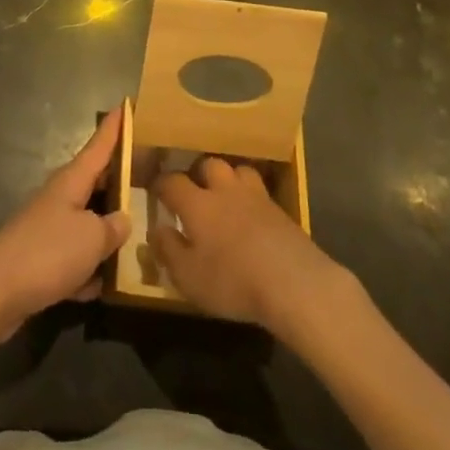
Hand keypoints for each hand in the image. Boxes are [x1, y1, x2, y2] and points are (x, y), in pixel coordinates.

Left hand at [0, 106, 132, 342]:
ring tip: (136, 239)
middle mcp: (59, 198)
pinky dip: (86, 269)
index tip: (125, 104)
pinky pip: (73, 257)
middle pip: (94, 182)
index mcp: (71, 181)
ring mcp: (47, 228)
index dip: (113, 128)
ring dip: (105, 232)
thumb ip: (113, 228)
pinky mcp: (40, 259)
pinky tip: (99, 287)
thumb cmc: (48, 253)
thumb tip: (121, 220)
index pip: (98, 146)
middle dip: (117, 180)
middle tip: (147, 174)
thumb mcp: (92, 238)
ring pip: (86, 222)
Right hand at [152, 158, 357, 335]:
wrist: (295, 284)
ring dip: (228, 179)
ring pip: (238, 171)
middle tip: (194, 191)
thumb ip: (168, 250)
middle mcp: (225, 191)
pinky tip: (251, 217)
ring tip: (225, 196)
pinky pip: (260, 193)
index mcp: (198, 204)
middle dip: (198, 174)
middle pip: (208, 165)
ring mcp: (257, 198)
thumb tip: (157, 229)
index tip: (154, 191)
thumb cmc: (233, 281)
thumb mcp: (188, 276)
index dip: (160, 184)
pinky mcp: (281, 212)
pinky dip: (251, 199)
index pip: (172, 182)